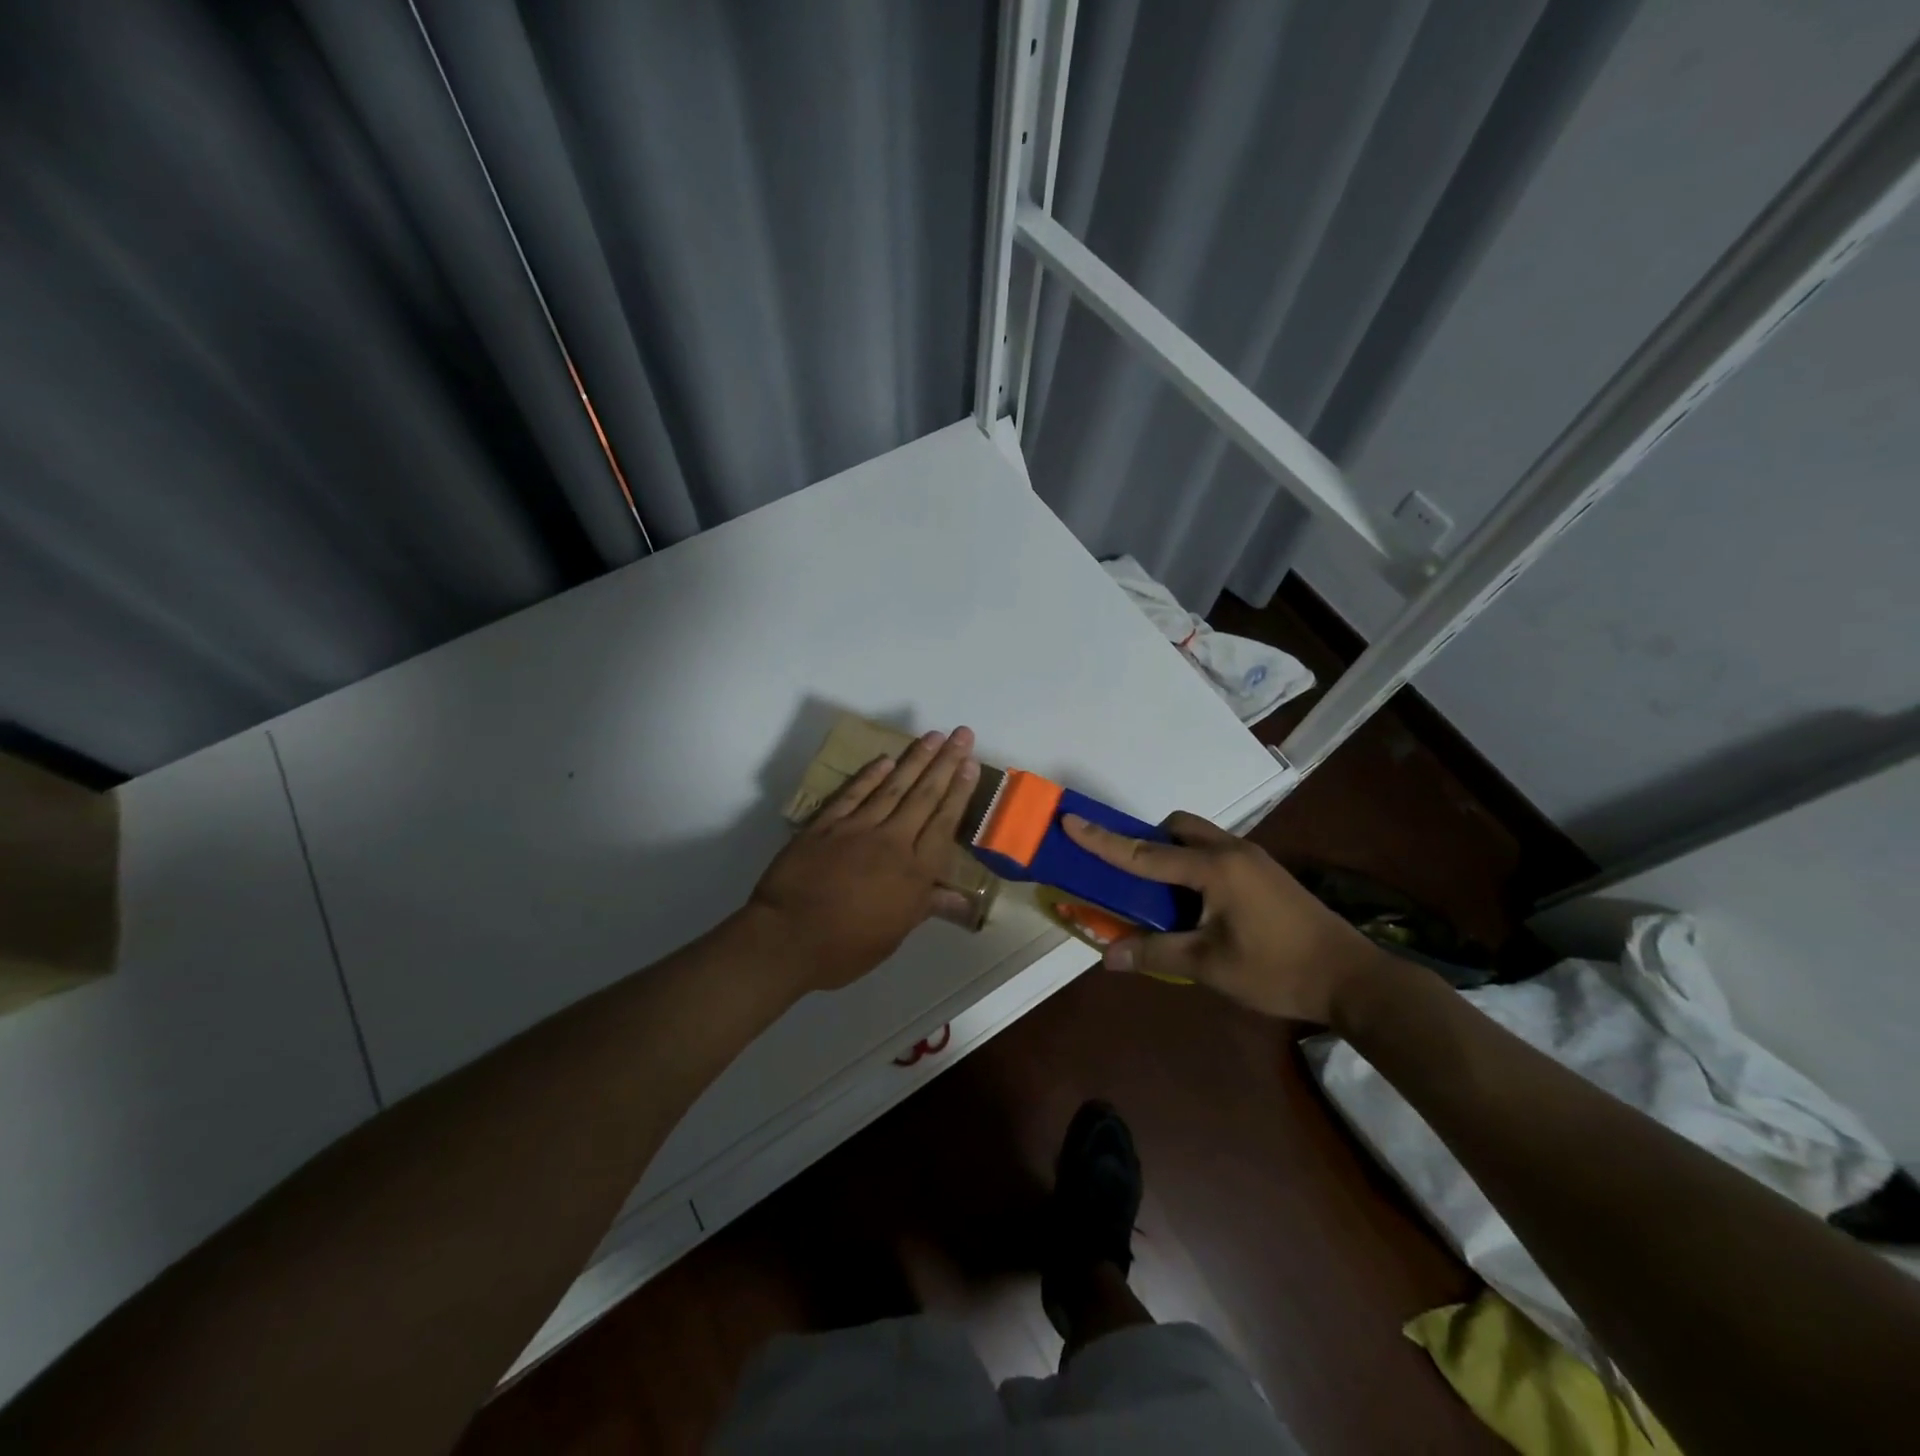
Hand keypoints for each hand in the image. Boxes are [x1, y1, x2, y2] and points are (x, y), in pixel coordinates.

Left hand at [744, 727, 979, 993]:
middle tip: (961, 733)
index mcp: (914, 872)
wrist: (787, 939)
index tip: (970, 763)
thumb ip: (927, 906)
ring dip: (915, 759)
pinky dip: (870, 775)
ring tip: (933, 736)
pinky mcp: (826, 824)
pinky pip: (853, 793)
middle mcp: (892, 841)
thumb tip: (964, 900)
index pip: (944, 822)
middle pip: (924, 795)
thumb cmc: (846, 947)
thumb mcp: (895, 935)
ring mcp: (857, 828)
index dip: (959, 791)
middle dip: (945, 762)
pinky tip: (885, 759)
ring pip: (893, 787)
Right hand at [1061, 811, 1389, 1024]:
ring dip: (1172, 852)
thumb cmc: (1277, 970)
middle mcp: (1231, 851)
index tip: (1071, 820)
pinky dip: (1194, 864)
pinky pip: (1216, 852)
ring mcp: (1253, 859)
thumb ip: (1155, 954)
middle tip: (1130, 874)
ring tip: (1162, 894)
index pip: (1144, 853)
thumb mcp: (1210, 966)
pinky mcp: (1266, 873)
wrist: (1352, 979)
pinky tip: (1198, 904)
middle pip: (1177, 827)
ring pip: (1199, 837)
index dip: (1103, 840)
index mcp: (1214, 868)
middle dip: (1147, 840)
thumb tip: (1107, 957)